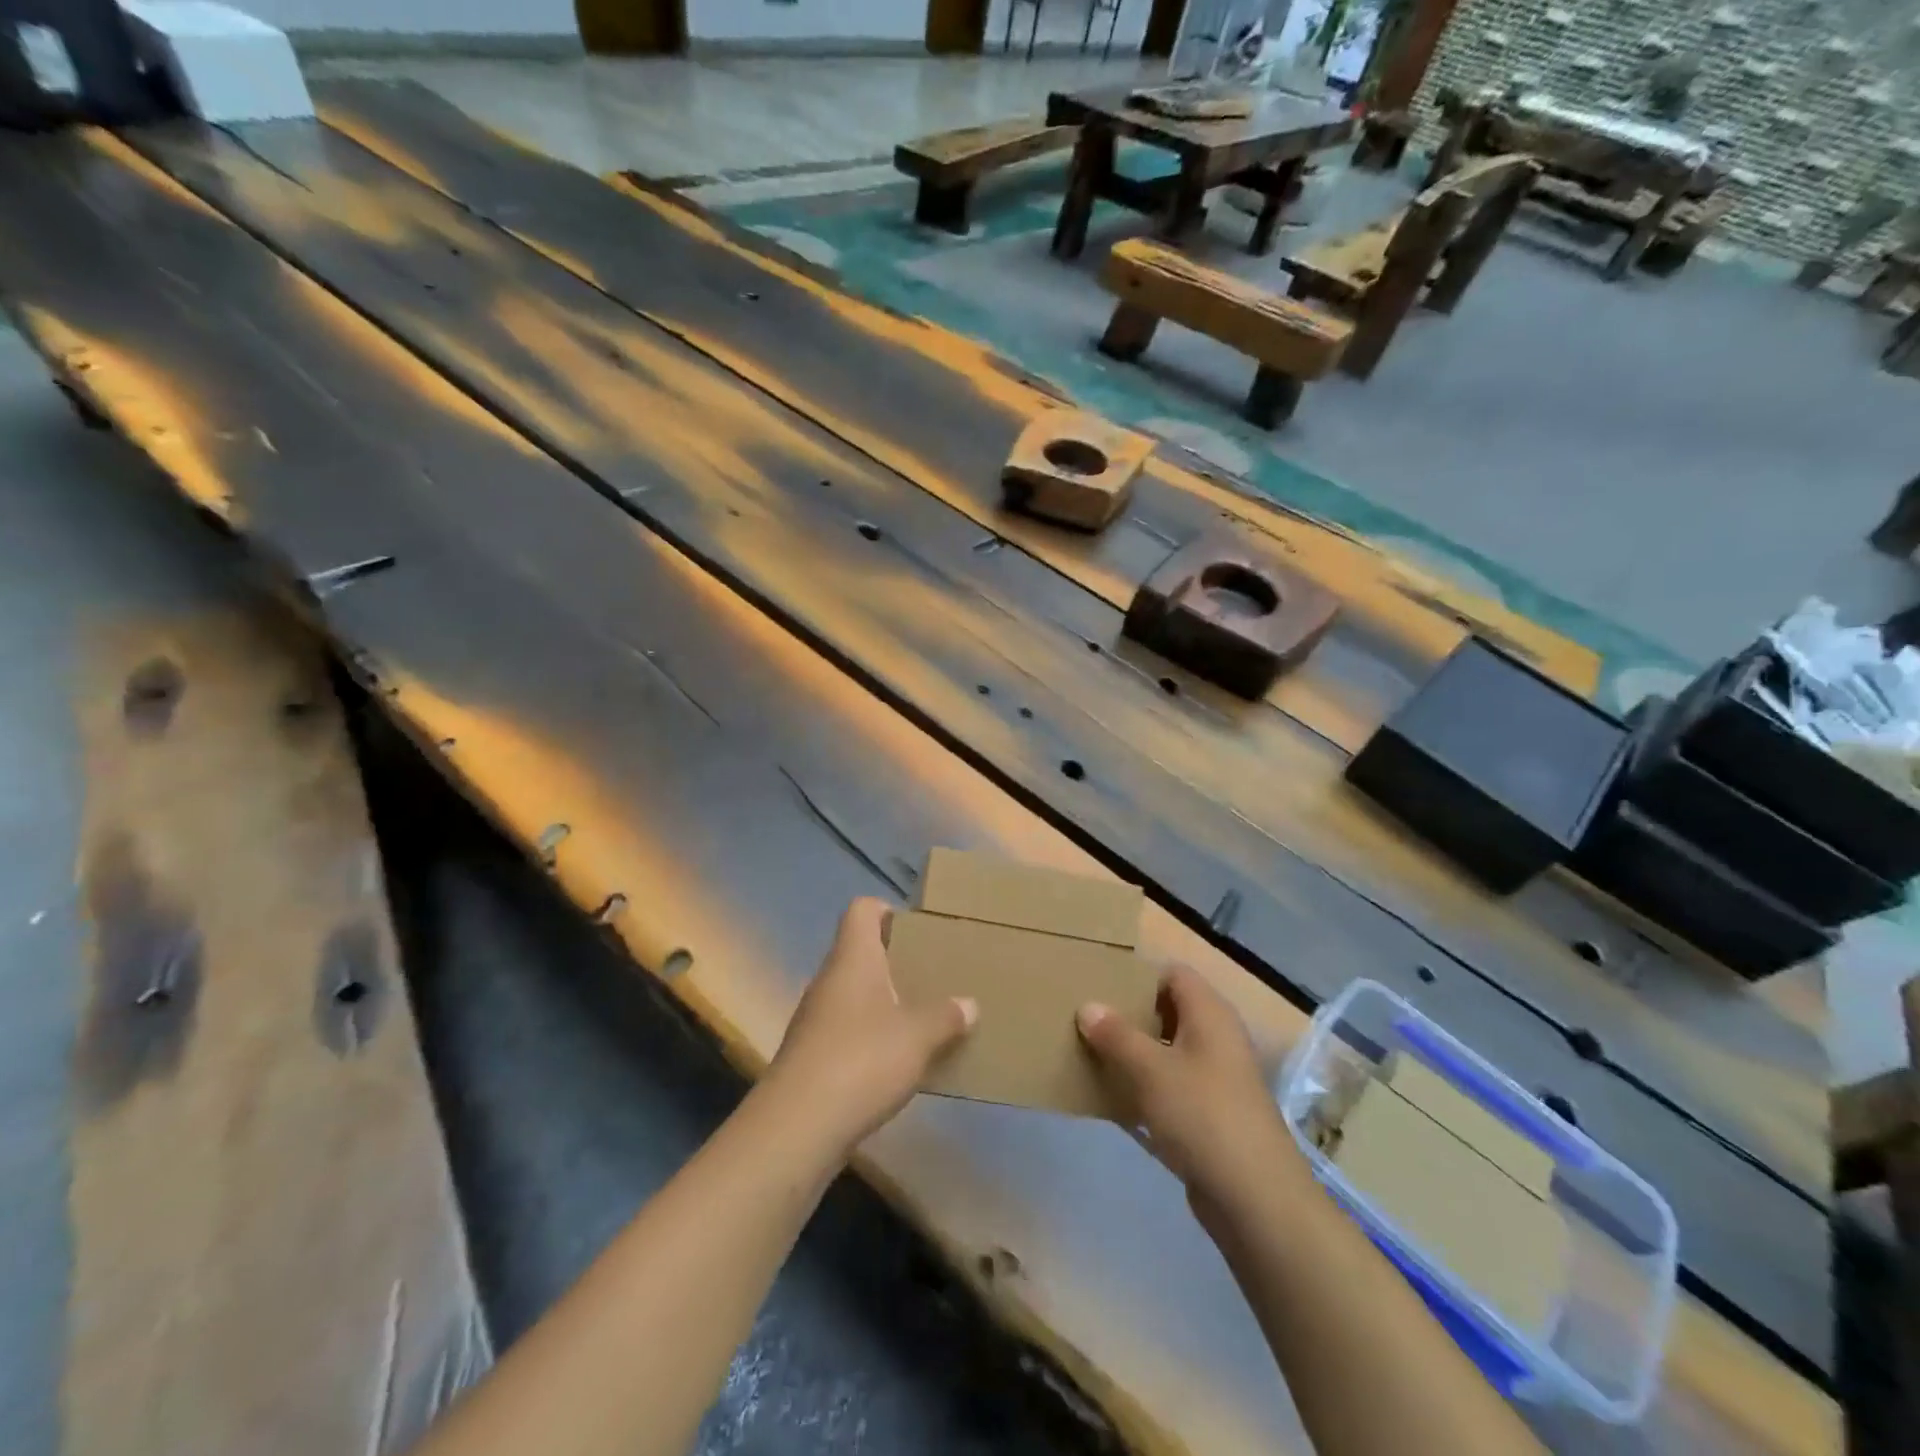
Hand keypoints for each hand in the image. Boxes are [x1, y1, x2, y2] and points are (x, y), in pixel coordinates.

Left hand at [768, 898, 976, 1159]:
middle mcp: (830, 979)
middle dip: (896, 962)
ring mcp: (816, 1018)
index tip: (917, 932)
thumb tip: (968, 1004)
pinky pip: (847, 1030)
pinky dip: (871, 1037)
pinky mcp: (811, 1055)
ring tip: (922, 1020)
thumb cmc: (861, 1061)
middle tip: (932, 977)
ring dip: (884, 1002)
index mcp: (853, 958)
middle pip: (860, 952)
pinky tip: (897, 1062)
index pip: (862, 910)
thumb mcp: (918, 1037)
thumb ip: (946, 1017)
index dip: (887, 911)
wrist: (797, 1127)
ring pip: (854, 994)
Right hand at [1077, 966, 1302, 1221]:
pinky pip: (1173, 1085)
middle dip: (1130, 1014)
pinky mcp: (1212, 1113)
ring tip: (1093, 1052)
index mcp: (1210, 1013)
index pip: (1173, 973)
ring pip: (1169, 1049)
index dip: (1139, 975)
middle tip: (1089, 1018)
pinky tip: (1116, 1095)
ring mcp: (1217, 1077)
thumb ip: (1116, 1035)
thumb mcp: (1151, 1070)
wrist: (1255, 1198)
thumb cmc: (1203, 1116)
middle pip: (1169, 1010)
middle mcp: (1217, 1037)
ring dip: (1135, 1051)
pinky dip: (1147, 1085)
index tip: (1100, 984)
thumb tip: (1088, 1005)